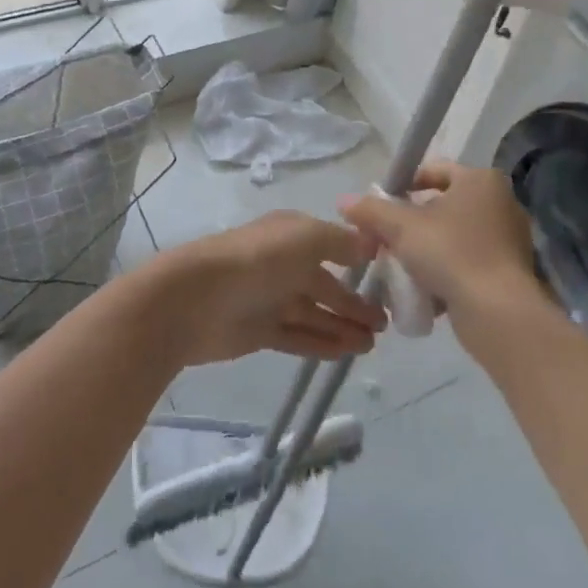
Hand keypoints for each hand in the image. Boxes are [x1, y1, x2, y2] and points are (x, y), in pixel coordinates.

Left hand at [148, 211, 388, 365]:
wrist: (194, 300)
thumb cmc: (256, 260)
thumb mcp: (306, 237)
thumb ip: (342, 241)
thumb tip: (372, 243)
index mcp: (292, 234)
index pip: (334, 245)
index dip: (361, 261)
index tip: (393, 279)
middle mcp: (283, 264)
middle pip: (327, 284)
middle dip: (355, 302)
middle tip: (388, 323)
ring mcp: (271, 299)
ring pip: (316, 313)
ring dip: (344, 326)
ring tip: (373, 344)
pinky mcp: (260, 331)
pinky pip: (299, 337)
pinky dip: (322, 343)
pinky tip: (346, 353)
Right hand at [338, 161, 553, 350]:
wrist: (497, 312)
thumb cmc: (450, 253)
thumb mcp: (401, 227)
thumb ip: (372, 211)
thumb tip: (344, 202)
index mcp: (480, 180)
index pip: (434, 169)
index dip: (403, 184)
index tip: (382, 207)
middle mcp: (500, 203)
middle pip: (442, 206)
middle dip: (410, 224)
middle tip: (385, 240)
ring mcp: (508, 239)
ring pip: (452, 238)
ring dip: (425, 251)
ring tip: (400, 269)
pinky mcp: (508, 272)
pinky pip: (466, 264)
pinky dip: (445, 273)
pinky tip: (423, 291)